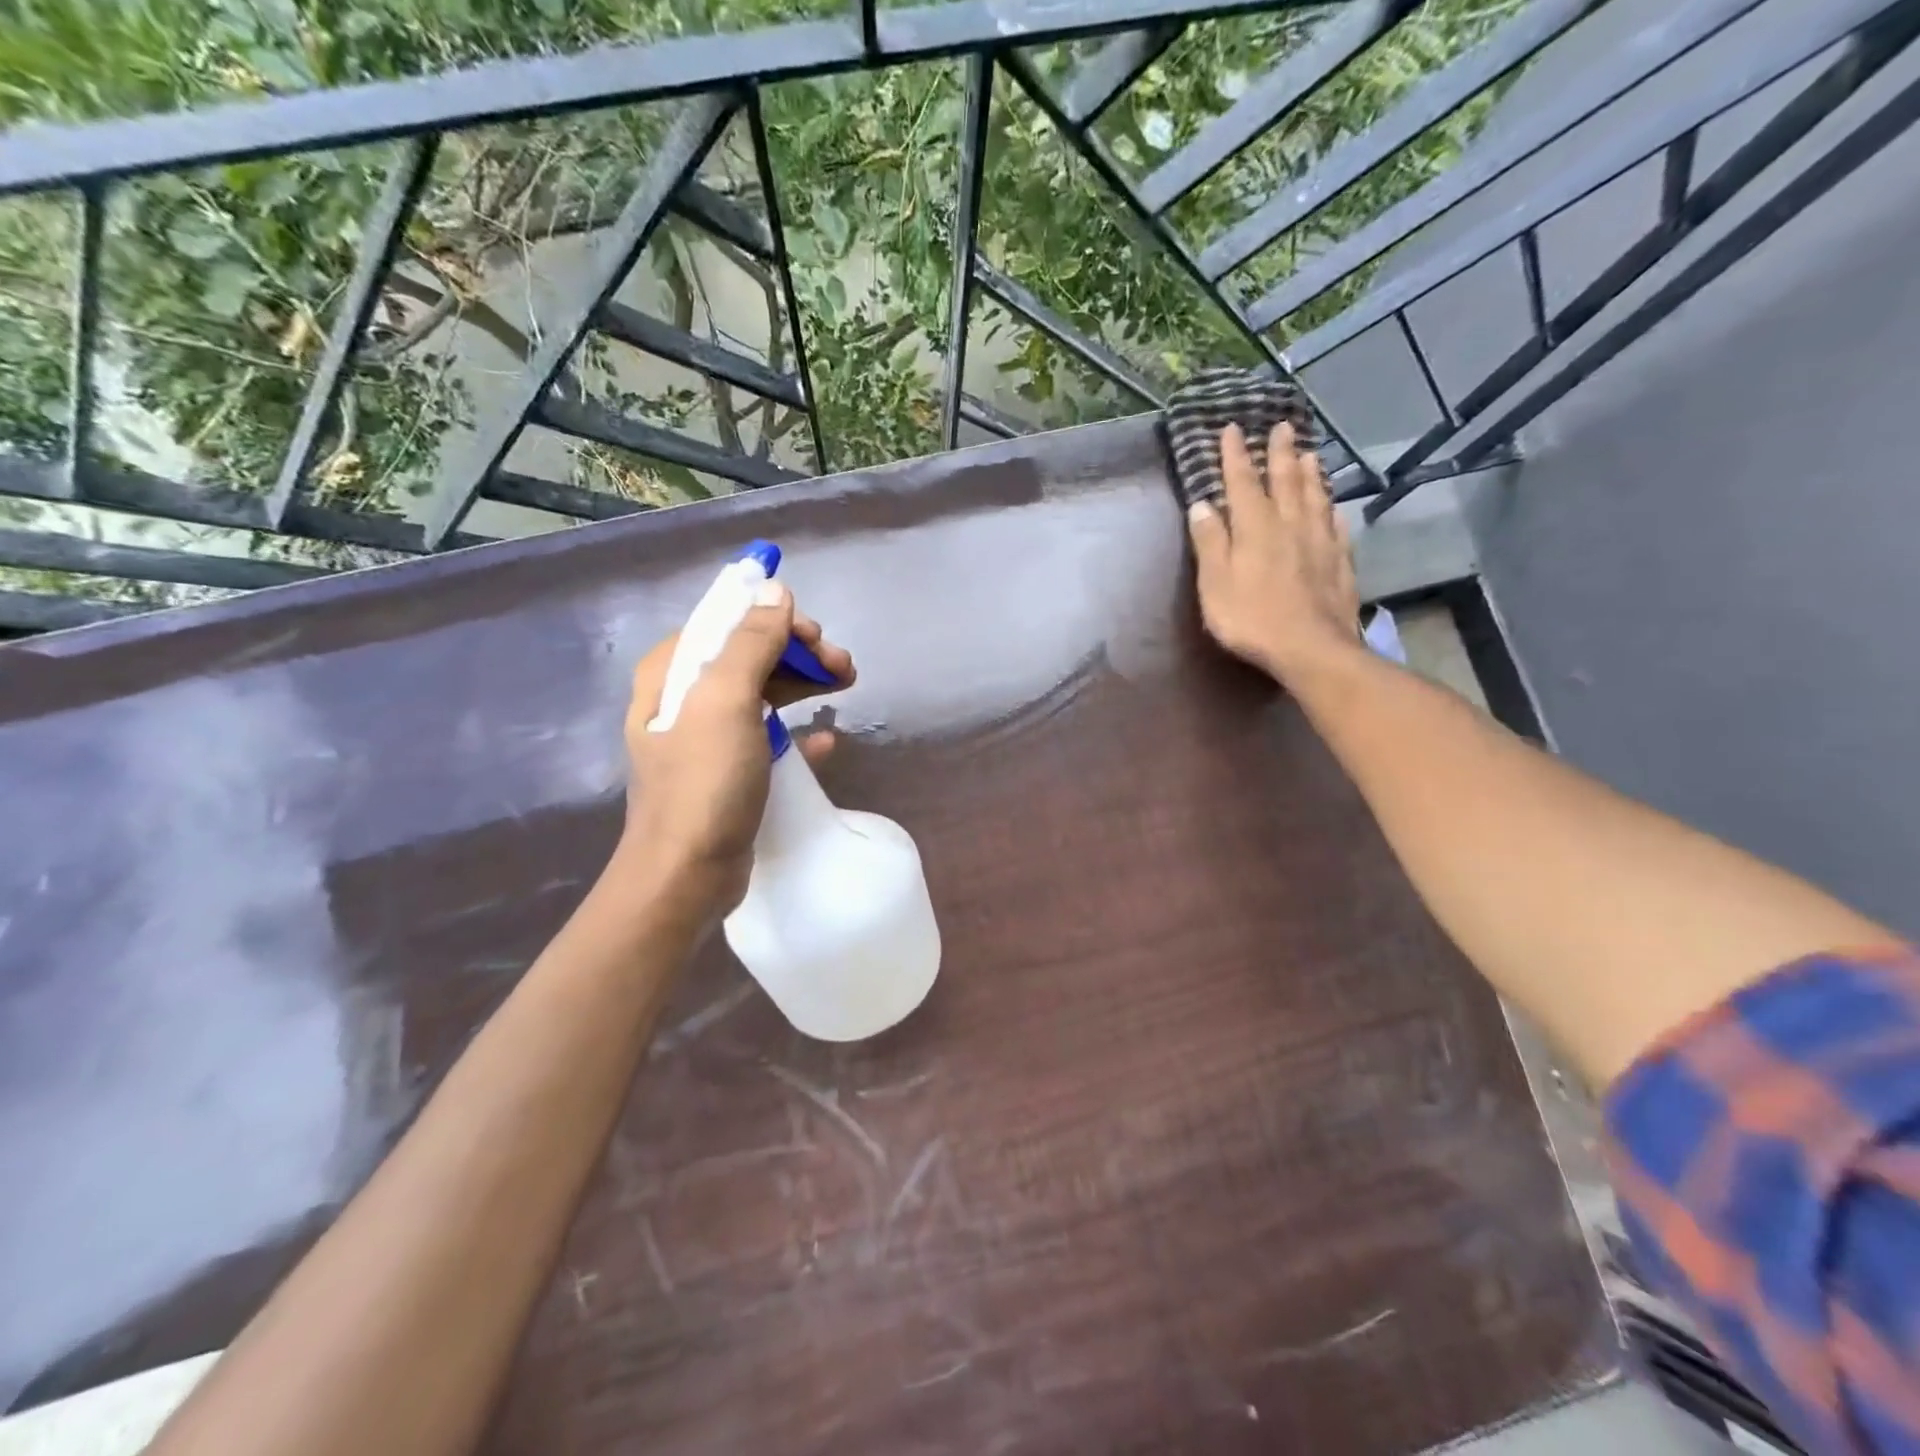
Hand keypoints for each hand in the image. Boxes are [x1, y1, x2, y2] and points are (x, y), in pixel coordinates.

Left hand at [617, 581, 853, 920]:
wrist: (685, 875)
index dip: (776, 620)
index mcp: (672, 672)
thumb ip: (750, 642)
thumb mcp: (726, 702)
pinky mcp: (728, 772)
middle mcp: (684, 698)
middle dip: (799, 653)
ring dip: (804, 685)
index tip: (818, 638)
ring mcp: (706, 738)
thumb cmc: (704, 784)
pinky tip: (826, 742)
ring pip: (762, 693)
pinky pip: (767, 737)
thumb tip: (775, 590)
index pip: (728, 622)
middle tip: (844, 668)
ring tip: (846, 688)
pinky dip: (797, 732)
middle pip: (749, 655)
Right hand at [1186, 421, 1361, 683]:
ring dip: (1310, 473)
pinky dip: (1332, 508)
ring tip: (1310, 453)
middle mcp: (1290, 524)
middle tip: (1282, 427)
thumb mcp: (1215, 584)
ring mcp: (1320, 541)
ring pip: (1315, 497)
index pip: (1242, 483)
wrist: (1311, 648)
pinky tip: (1333, 506)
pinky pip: (1336, 525)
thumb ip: (1210, 542)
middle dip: (1280, 453)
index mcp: (1255, 528)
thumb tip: (1202, 504)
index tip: (1232, 429)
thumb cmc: (1251, 619)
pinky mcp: (1340, 562)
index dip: (1235, 456)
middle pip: (1285, 480)